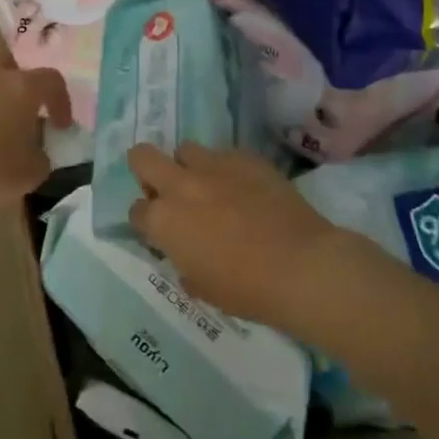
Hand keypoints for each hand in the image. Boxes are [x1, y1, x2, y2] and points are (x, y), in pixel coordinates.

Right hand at [127, 143, 367, 337]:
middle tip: (166, 189)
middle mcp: (181, 186)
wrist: (301, 266)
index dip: (146, 221)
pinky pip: (225, 154)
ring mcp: (214, 166)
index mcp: (163, 221)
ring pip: (185, 149)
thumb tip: (185, 253)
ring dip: (189, 167)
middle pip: (142, 156)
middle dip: (146, 170)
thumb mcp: (202, 287)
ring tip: (209, 186)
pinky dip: (227, 170)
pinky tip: (245, 189)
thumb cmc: (247, 289)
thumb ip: (183, 263)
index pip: (136, 210)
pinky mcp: (246, 158)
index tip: (161, 231)